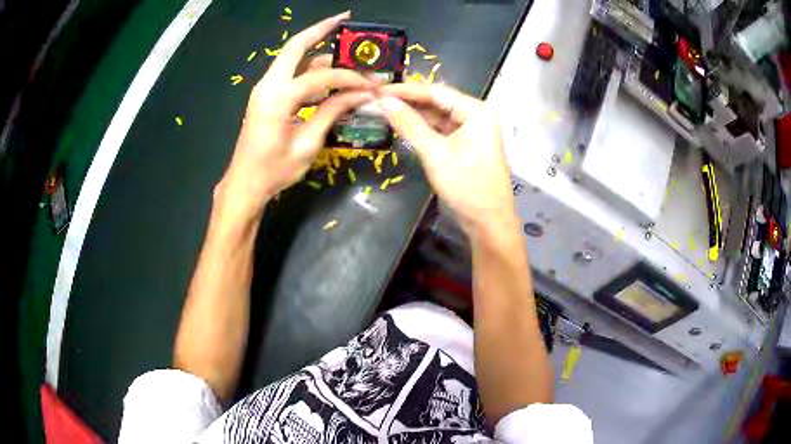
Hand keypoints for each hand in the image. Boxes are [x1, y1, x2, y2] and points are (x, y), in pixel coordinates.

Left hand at [217, 12, 374, 218]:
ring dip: (318, 53)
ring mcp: (265, 89)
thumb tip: (361, 95)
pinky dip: (310, 72)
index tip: (370, 86)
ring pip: (293, 59)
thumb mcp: (308, 143)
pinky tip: (330, 79)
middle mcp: (268, 85)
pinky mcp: (266, 97)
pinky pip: (291, 75)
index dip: (349, 78)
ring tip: (346, 53)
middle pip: (295, 45)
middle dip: (321, 29)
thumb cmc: (274, 171)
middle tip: (345, 19)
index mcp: (277, 98)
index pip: (321, 77)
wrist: (244, 185)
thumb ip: (332, 112)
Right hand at [377, 84, 514, 234]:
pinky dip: (424, 129)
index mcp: (476, 111)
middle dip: (409, 101)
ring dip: (414, 115)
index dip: (405, 90)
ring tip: (385, 110)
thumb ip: (409, 124)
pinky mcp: (467, 145)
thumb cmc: (466, 186)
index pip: (436, 92)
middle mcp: (476, 115)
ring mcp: (473, 131)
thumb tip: (384, 102)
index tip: (378, 89)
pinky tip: (403, 126)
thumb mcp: (435, 153)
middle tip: (378, 99)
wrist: (488, 222)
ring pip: (439, 116)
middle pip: (438, 102)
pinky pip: (442, 130)